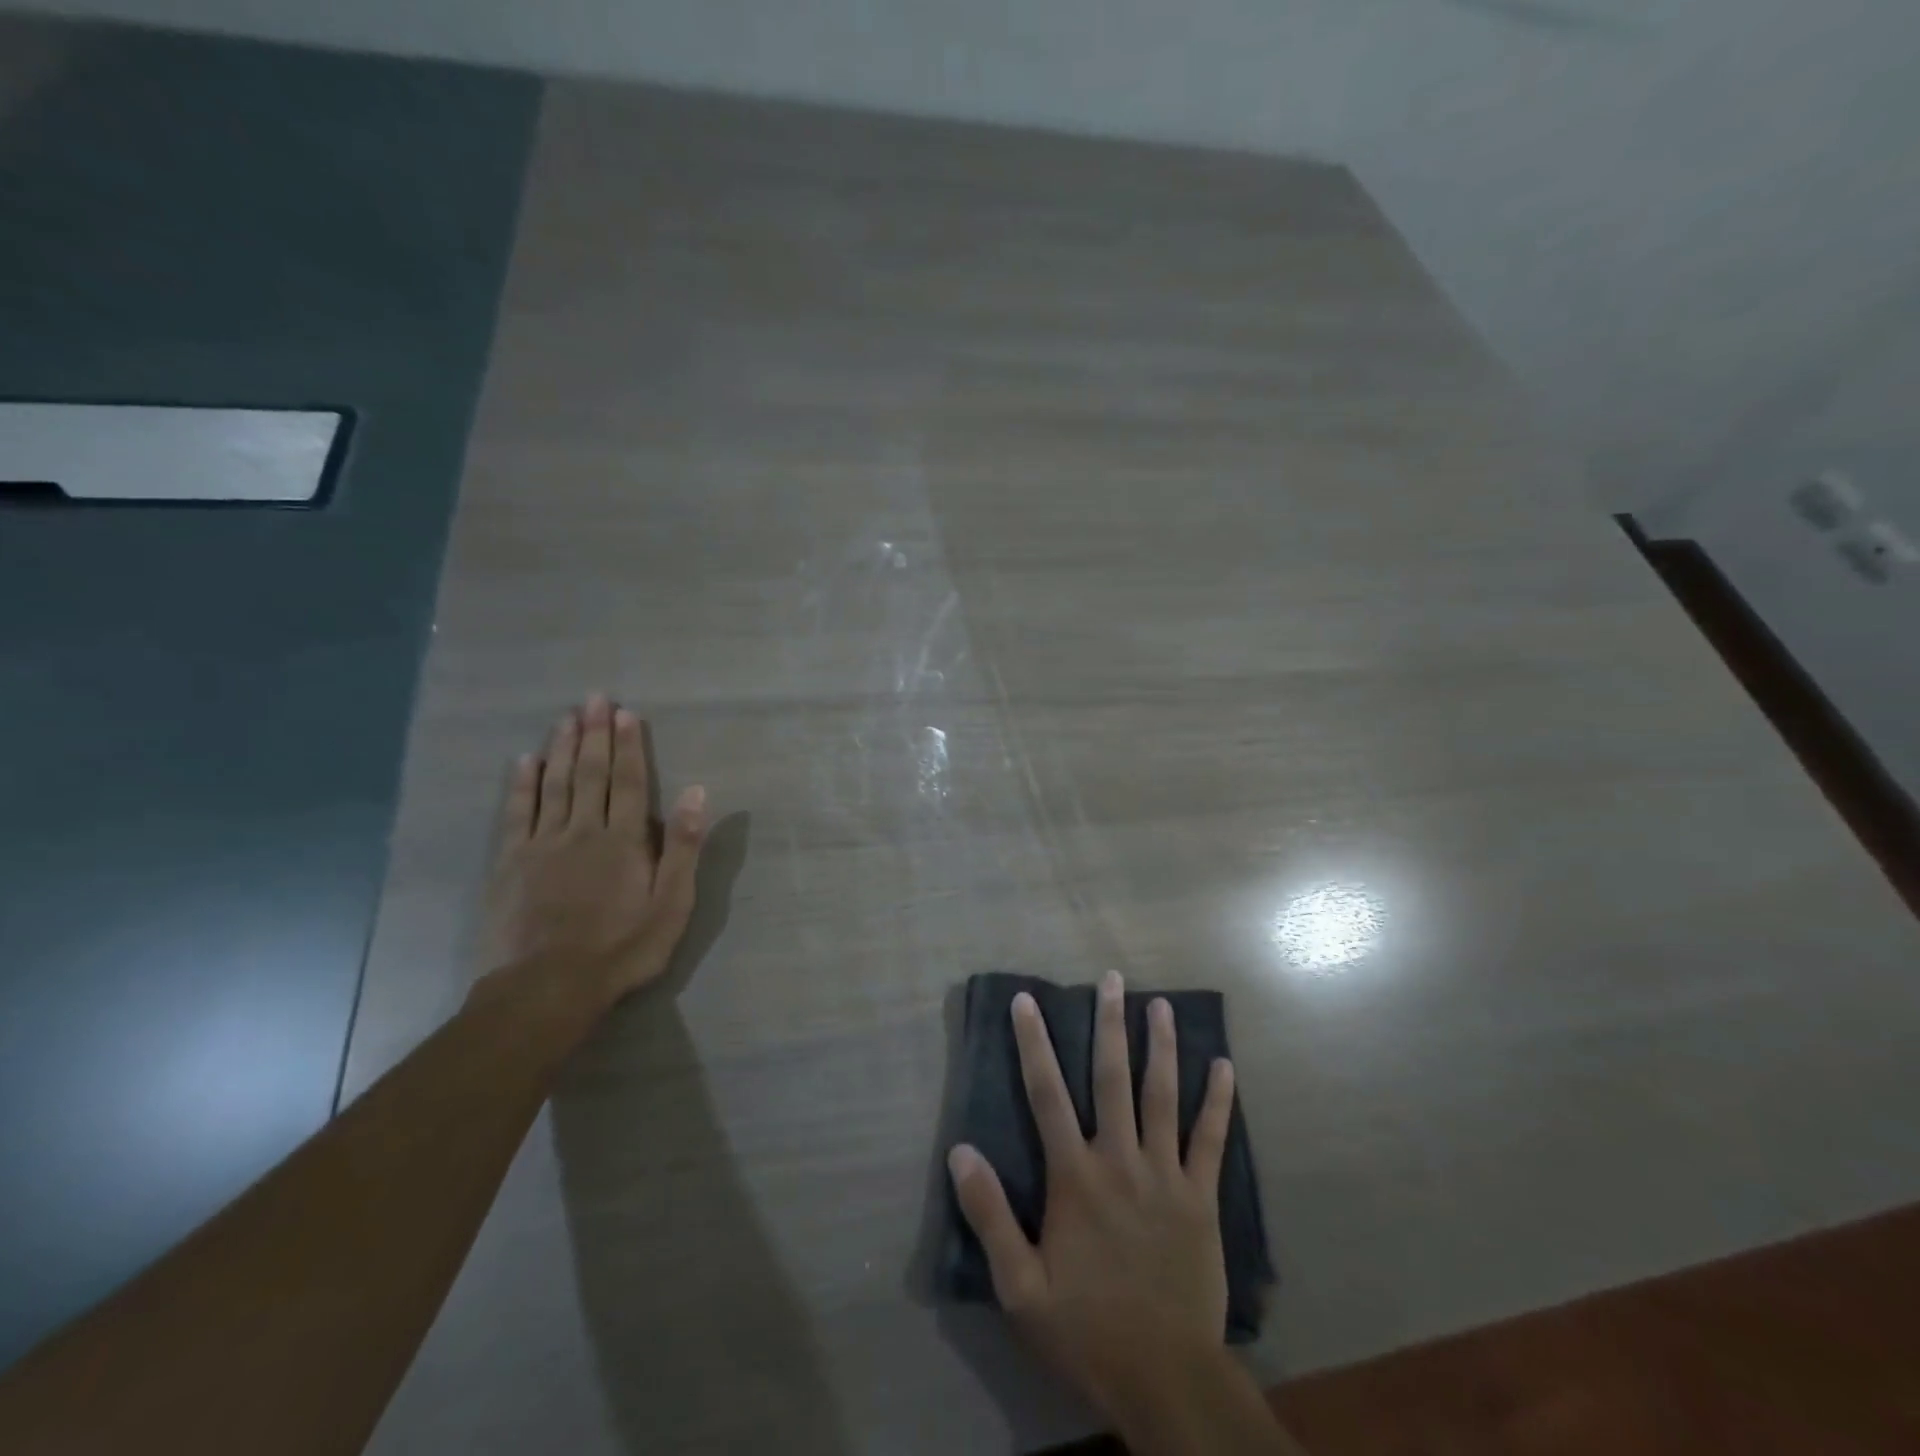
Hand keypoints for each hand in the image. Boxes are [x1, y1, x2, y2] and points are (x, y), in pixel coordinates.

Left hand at [477, 694, 707, 1008]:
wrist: (548, 987)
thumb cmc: (622, 948)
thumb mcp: (671, 904)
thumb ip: (682, 847)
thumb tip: (695, 792)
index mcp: (624, 840)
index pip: (628, 782)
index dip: (628, 746)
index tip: (625, 714)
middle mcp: (582, 830)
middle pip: (590, 774)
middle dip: (594, 734)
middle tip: (593, 699)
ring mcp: (542, 844)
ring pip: (554, 785)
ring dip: (561, 748)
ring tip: (565, 718)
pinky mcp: (511, 863)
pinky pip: (516, 813)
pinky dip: (521, 784)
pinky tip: (525, 761)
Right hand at [948, 971, 1236, 1421]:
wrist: (1166, 1379)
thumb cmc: (1086, 1329)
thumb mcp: (1021, 1286)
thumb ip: (990, 1216)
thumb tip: (960, 1151)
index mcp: (1075, 1176)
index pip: (1047, 1094)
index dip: (1034, 1043)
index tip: (1028, 1000)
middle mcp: (1120, 1160)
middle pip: (1113, 1079)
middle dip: (1109, 1024)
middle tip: (1112, 979)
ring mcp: (1166, 1175)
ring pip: (1163, 1096)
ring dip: (1161, 1047)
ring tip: (1160, 1005)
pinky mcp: (1201, 1198)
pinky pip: (1212, 1140)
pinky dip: (1218, 1102)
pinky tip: (1224, 1066)